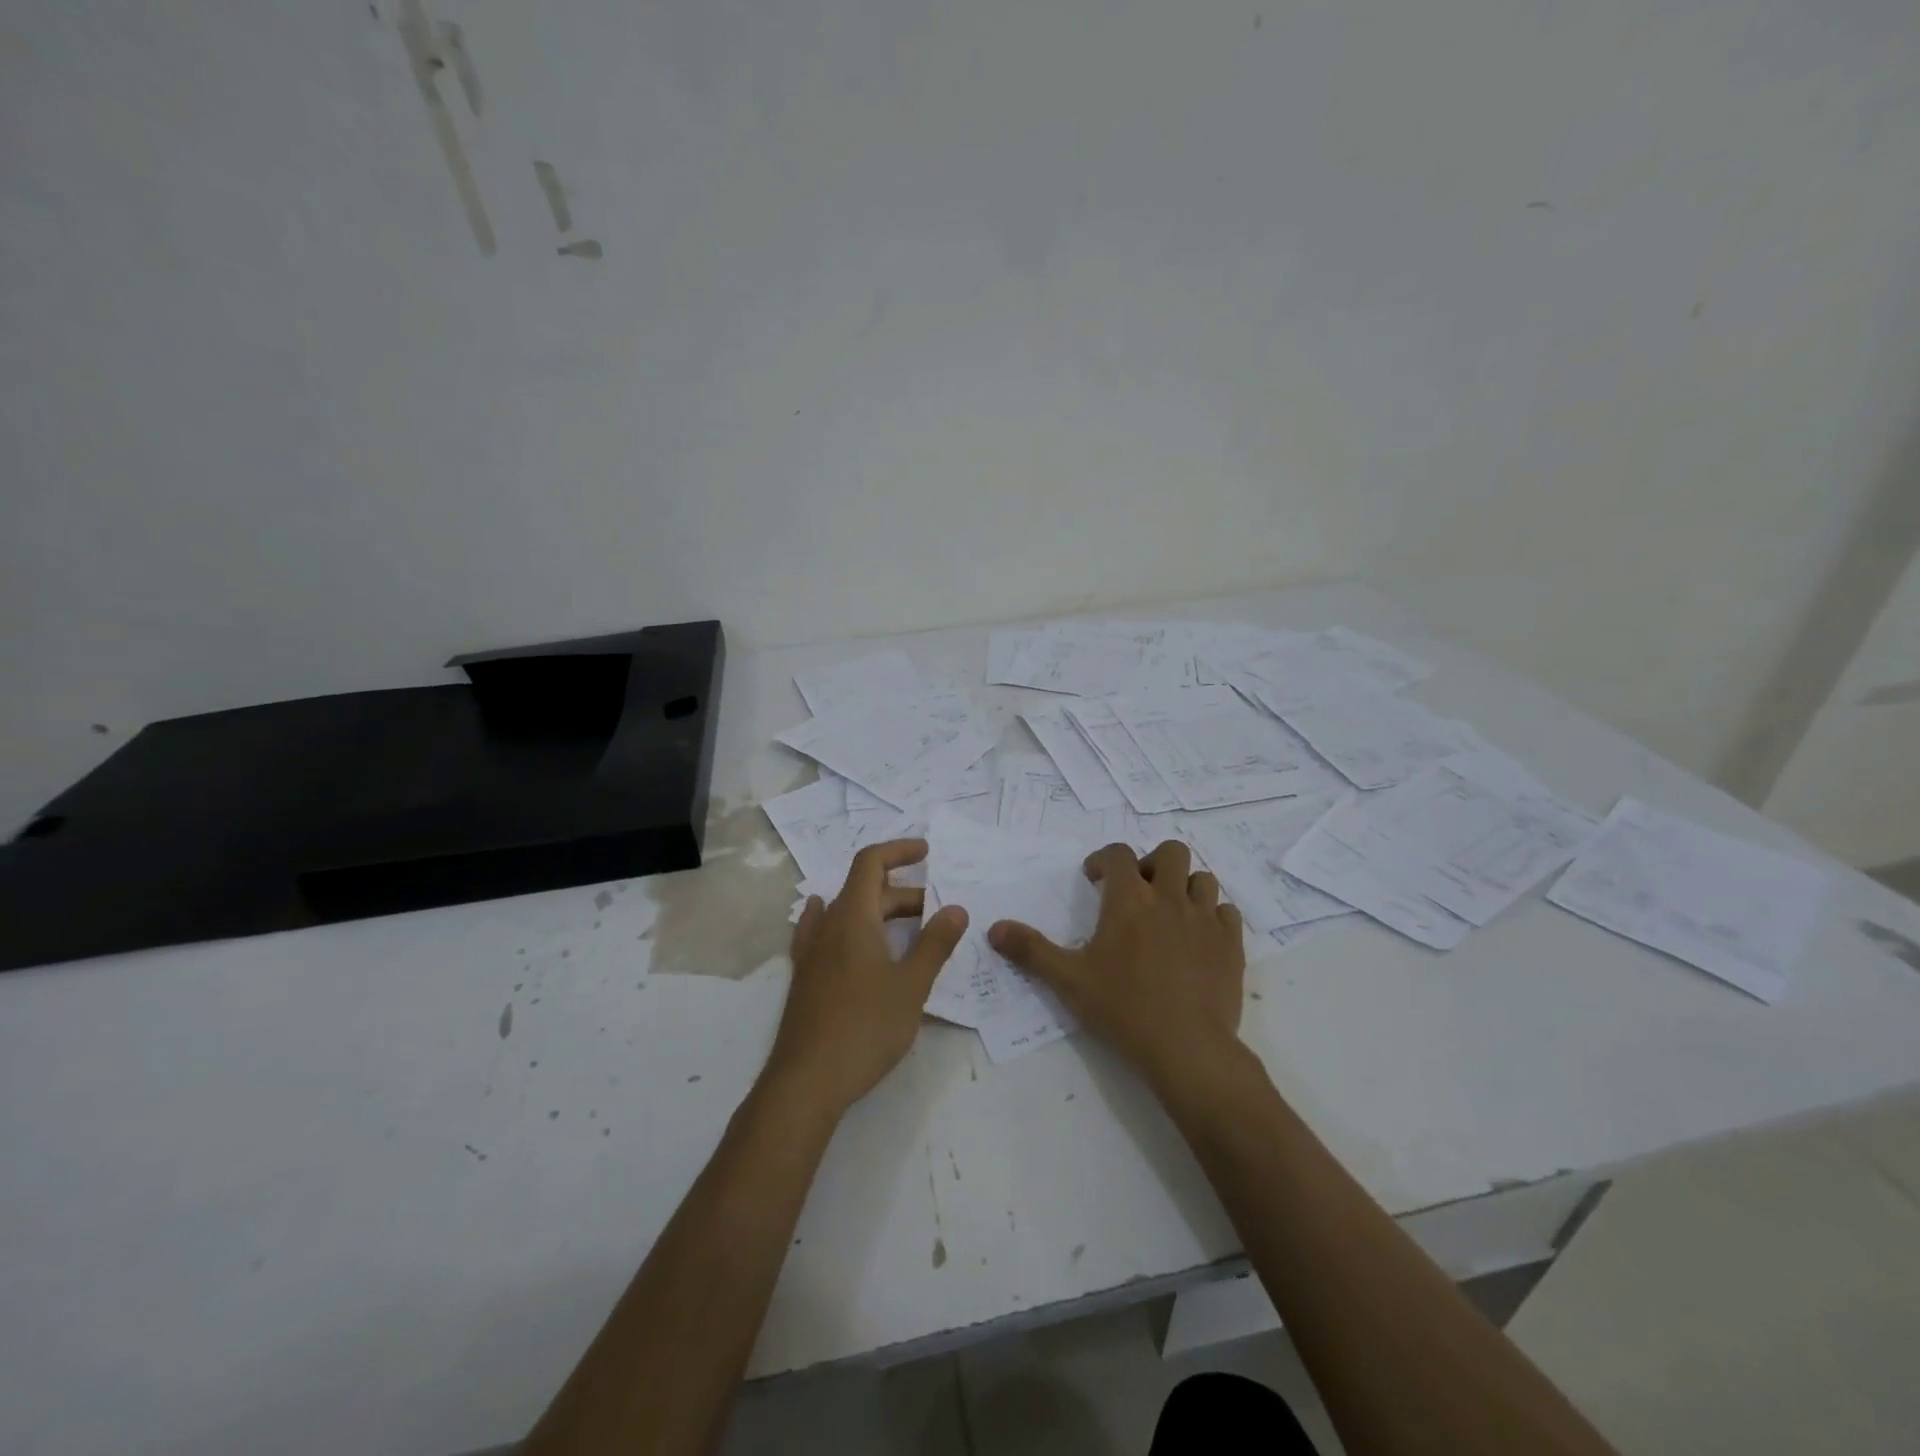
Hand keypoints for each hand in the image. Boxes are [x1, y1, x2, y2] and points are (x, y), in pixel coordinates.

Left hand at [766, 839, 968, 1115]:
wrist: (806, 1081)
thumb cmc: (865, 1027)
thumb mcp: (911, 986)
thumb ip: (935, 944)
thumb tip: (956, 909)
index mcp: (853, 917)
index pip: (871, 862)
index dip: (899, 850)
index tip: (927, 853)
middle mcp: (828, 925)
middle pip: (865, 890)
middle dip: (904, 894)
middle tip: (938, 914)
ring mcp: (811, 952)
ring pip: (848, 914)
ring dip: (880, 912)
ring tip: (910, 927)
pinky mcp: (806, 977)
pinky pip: (826, 934)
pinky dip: (846, 925)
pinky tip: (844, 932)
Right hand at [989, 840, 1244, 1095]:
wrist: (1188, 1049)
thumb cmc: (1123, 1008)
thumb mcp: (1068, 980)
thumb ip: (1031, 950)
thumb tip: (993, 929)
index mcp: (1129, 901)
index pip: (1118, 854)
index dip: (1104, 859)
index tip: (1094, 878)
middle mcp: (1169, 899)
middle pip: (1171, 852)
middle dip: (1152, 863)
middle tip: (1139, 891)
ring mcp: (1205, 920)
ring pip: (1203, 878)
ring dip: (1185, 887)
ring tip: (1170, 913)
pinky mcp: (1231, 945)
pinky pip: (1227, 912)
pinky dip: (1213, 916)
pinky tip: (1199, 938)